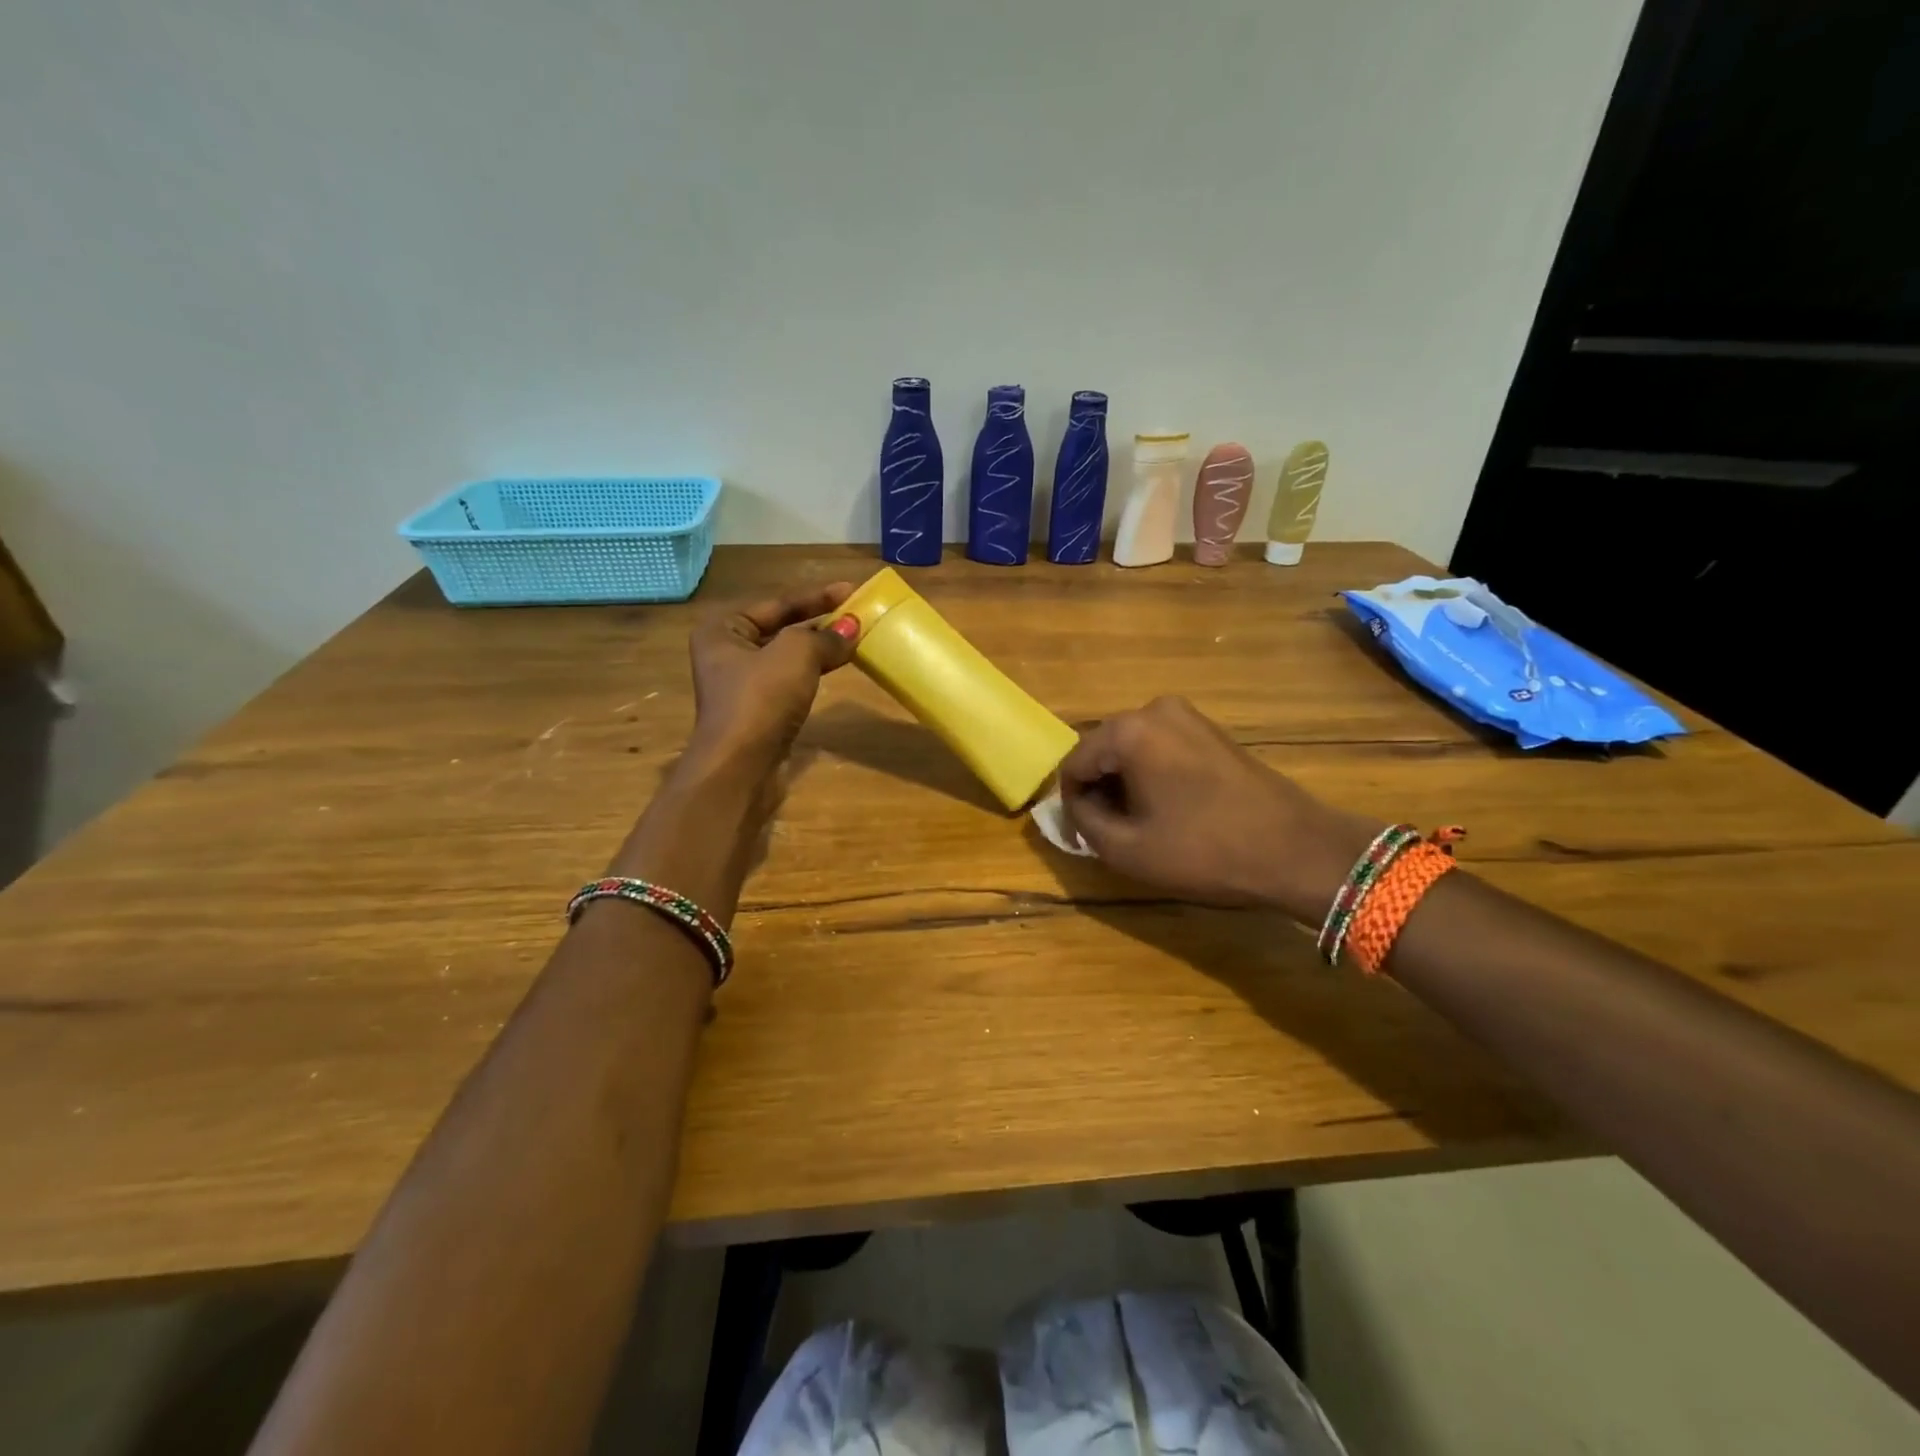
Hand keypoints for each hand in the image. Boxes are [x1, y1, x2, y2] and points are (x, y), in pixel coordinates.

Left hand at [687, 584, 859, 766]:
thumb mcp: (795, 654)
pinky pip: (791, 679)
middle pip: (781, 627)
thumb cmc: (760, 699)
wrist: (741, 767)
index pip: (777, 603)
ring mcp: (742, 684)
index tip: (851, 589)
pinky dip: (815, 671)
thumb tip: (852, 627)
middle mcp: (727, 652)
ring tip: (855, 637)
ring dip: (820, 647)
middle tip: (857, 613)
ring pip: (788, 655)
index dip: (817, 595)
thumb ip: (825, 636)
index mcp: (723, 629)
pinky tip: (838, 666)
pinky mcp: (759, 710)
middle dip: (820, 620)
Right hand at [1058, 696, 1378, 921]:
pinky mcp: (1212, 731)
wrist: (1297, 850)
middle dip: (1099, 791)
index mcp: (1128, 731)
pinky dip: (1153, 776)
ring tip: (1141, 825)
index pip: (1073, 764)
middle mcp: (1155, 709)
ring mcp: (1189, 716)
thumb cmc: (1204, 851)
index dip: (1071, 804)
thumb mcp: (1126, 849)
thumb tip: (1072, 806)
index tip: (1083, 838)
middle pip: (1102, 751)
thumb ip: (1082, 822)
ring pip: (1132, 750)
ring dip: (1126, 785)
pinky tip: (1170, 810)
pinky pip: (1161, 749)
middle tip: (1110, 833)